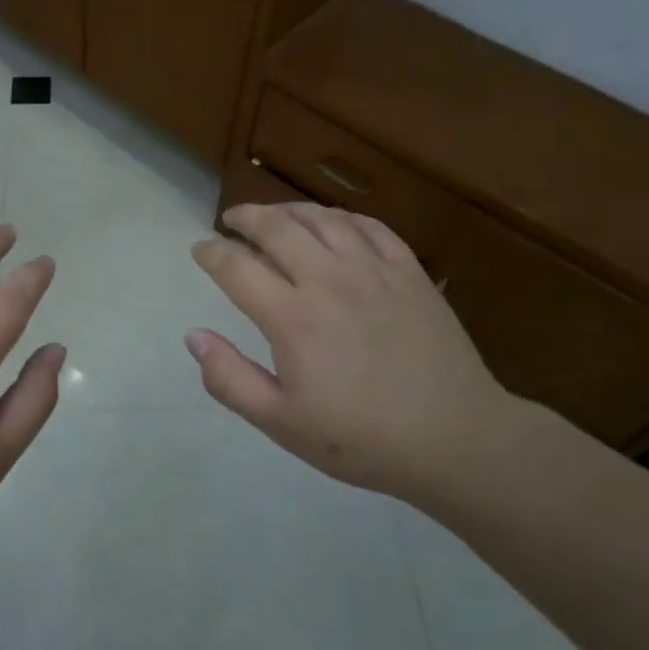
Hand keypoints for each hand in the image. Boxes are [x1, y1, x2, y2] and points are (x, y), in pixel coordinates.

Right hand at [186, 202, 506, 498]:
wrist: (455, 439)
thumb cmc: (362, 438)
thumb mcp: (282, 423)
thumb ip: (230, 379)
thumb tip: (194, 337)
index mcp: (293, 318)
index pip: (237, 267)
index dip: (211, 253)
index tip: (200, 250)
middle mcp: (329, 280)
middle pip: (277, 227)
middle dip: (246, 217)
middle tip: (231, 220)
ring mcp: (374, 271)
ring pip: (322, 218)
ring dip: (289, 210)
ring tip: (275, 216)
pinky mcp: (410, 272)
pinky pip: (370, 226)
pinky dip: (342, 217)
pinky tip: (333, 224)